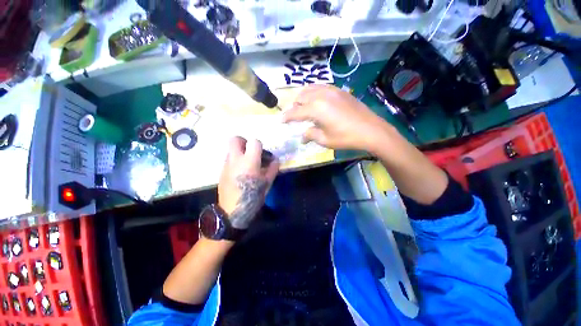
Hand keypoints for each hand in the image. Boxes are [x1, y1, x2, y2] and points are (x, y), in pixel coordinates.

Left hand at [218, 137, 279, 228]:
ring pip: (230, 149)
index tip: (262, 154)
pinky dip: (235, 161)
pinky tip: (240, 172)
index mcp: (249, 161)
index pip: (254, 142)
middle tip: (250, 151)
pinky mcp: (221, 171)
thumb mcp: (267, 183)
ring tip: (246, 163)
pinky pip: (228, 159)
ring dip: (239, 152)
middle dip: (244, 141)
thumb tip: (275, 160)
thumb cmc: (252, 196)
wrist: (231, 211)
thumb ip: (272, 169)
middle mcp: (235, 159)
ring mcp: (226, 164)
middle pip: (235, 139)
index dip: (260, 145)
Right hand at [282, 85, 389, 151]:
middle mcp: (321, 95)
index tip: (281, 121)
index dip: (286, 117)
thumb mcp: (325, 139)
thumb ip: (310, 135)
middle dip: (294, 106)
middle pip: (300, 97)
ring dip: (303, 97)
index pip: (295, 112)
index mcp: (316, 109)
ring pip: (309, 89)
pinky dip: (313, 93)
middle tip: (294, 116)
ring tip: (303, 107)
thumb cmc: (346, 137)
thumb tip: (302, 137)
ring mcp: (331, 90)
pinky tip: (316, 101)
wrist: (370, 129)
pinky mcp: (339, 90)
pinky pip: (320, 87)